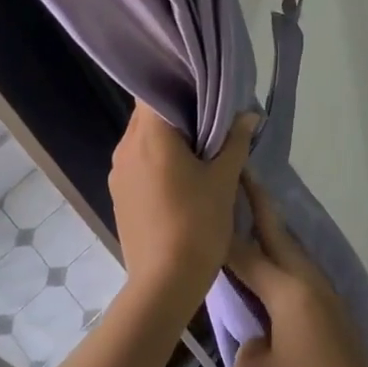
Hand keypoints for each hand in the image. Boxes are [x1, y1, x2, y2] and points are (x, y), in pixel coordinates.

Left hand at [108, 102, 256, 307]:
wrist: (164, 283)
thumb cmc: (197, 224)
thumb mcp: (224, 180)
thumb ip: (236, 142)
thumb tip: (249, 115)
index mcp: (149, 136)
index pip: (155, 90)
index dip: (178, 83)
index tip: (204, 88)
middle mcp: (126, 147)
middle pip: (148, 114)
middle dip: (178, 112)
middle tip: (211, 116)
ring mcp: (118, 172)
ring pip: (143, 139)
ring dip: (168, 137)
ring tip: (200, 146)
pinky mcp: (119, 194)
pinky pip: (138, 162)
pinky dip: (158, 158)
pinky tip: (182, 174)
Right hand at [225, 173, 367, 366]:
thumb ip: (246, 342)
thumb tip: (258, 331)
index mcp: (289, 292)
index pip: (246, 253)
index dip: (223, 231)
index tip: (207, 201)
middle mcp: (311, 285)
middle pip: (279, 236)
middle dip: (258, 205)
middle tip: (241, 175)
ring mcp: (329, 300)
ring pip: (295, 254)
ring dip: (273, 232)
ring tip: (249, 216)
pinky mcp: (337, 318)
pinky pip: (303, 276)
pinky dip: (284, 261)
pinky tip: (272, 270)